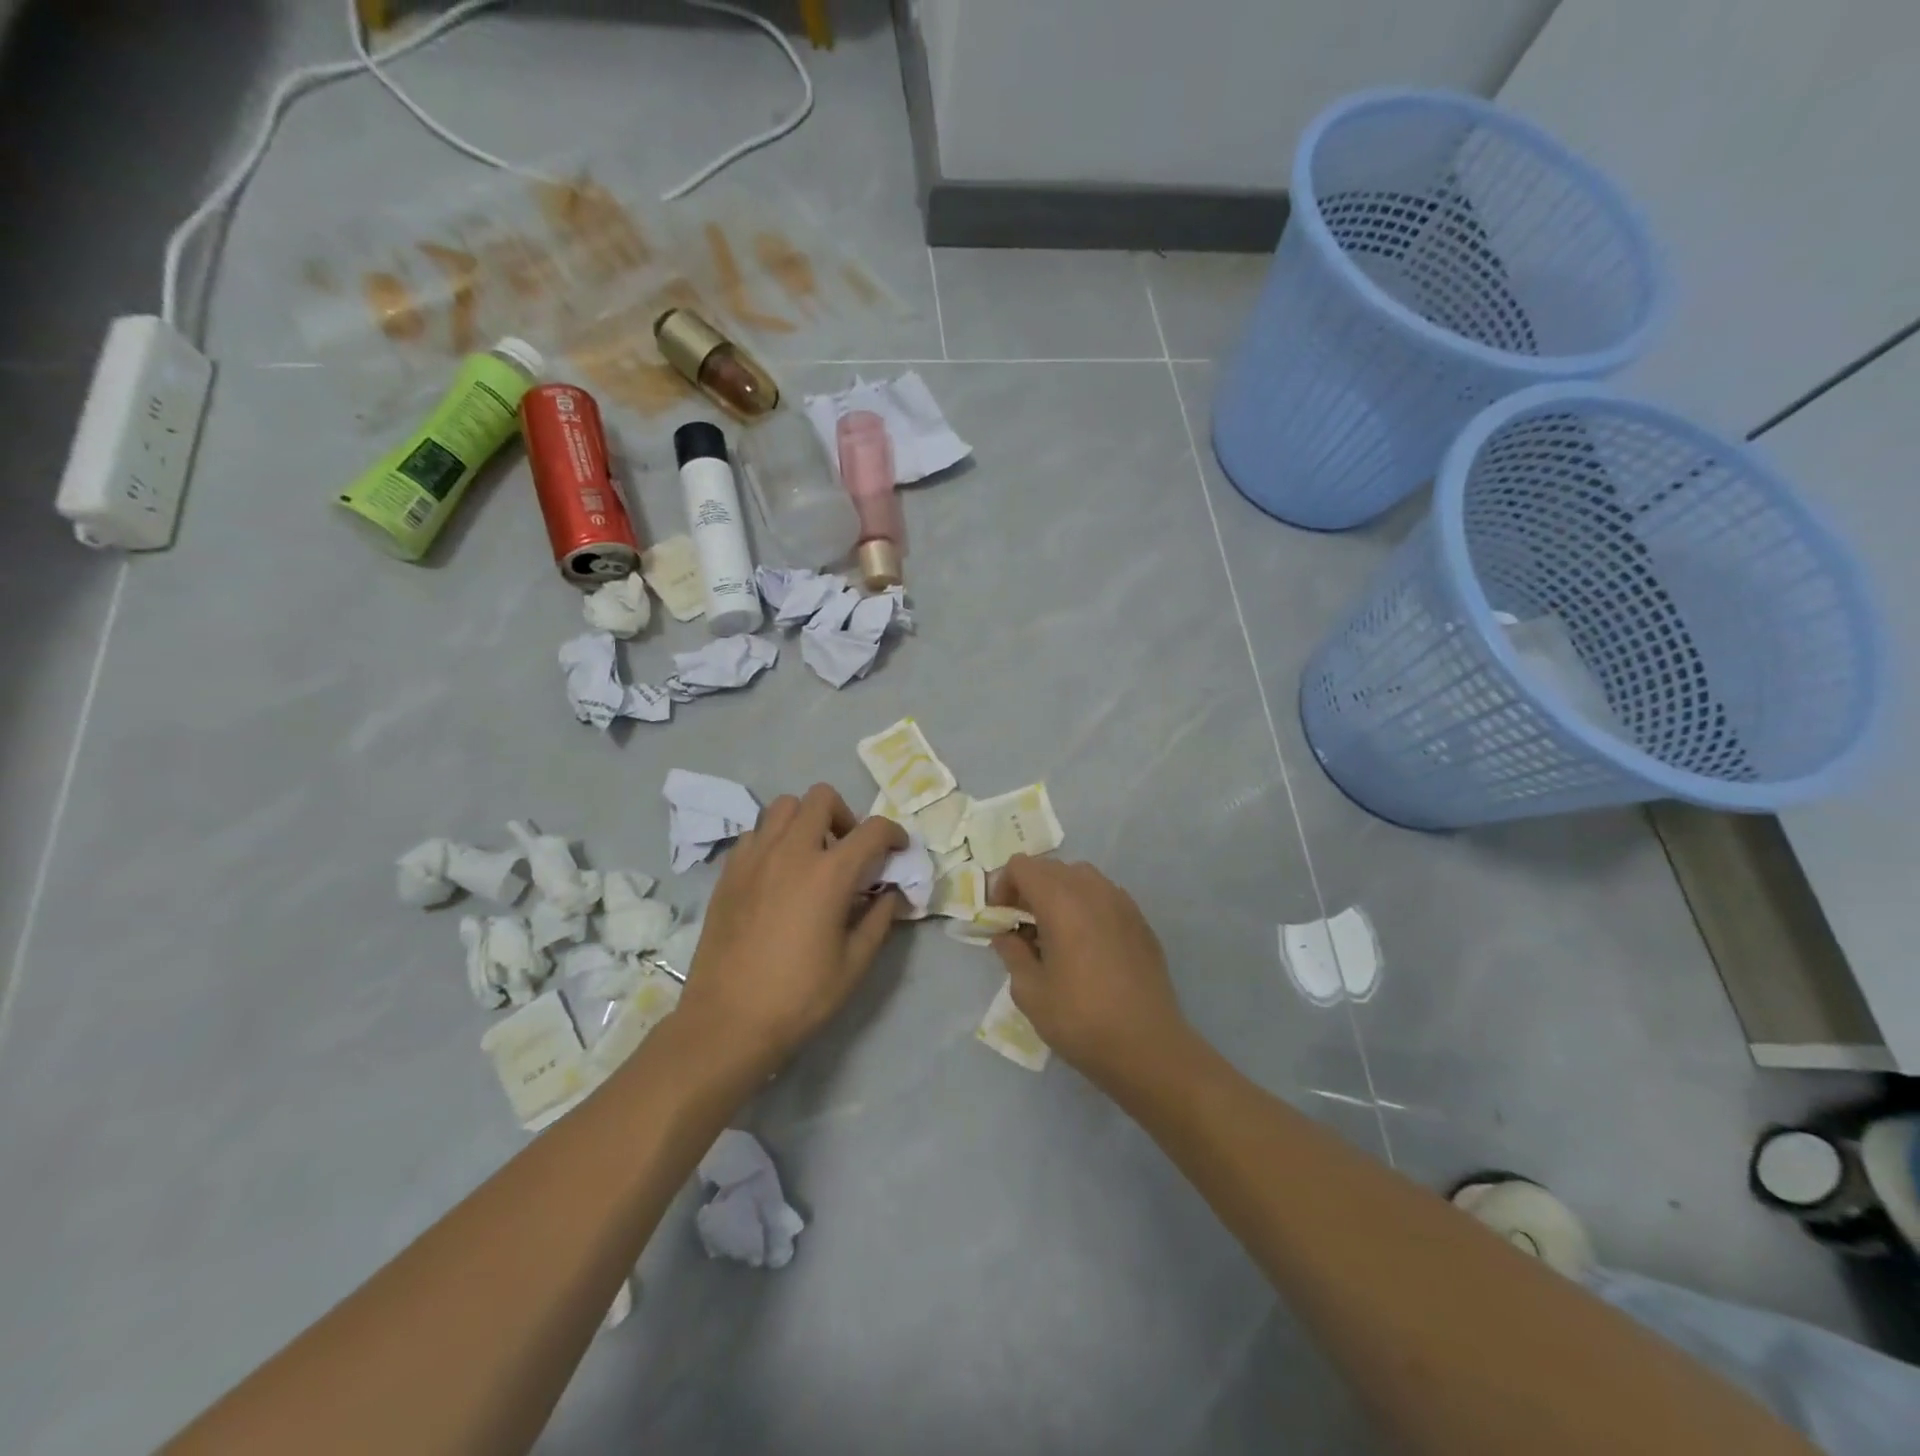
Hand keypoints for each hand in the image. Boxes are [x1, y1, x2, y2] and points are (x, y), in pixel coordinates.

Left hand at [677, 783, 907, 1068]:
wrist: (727, 1021)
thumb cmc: (799, 996)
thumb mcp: (854, 963)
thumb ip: (879, 919)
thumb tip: (892, 893)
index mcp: (829, 873)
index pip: (873, 830)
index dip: (894, 834)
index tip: (898, 851)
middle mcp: (791, 851)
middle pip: (822, 798)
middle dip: (846, 816)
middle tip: (849, 851)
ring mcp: (754, 857)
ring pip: (783, 806)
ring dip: (806, 820)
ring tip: (812, 856)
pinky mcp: (728, 872)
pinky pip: (755, 833)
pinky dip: (774, 839)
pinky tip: (778, 873)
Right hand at [990, 856, 1186, 1087]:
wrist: (1148, 1047)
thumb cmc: (1081, 1020)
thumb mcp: (1030, 992)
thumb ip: (1012, 954)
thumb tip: (1007, 936)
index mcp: (1061, 901)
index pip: (1022, 866)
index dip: (1003, 885)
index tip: (1001, 918)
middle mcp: (1093, 890)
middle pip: (1051, 868)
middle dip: (1030, 889)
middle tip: (1022, 927)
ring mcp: (1122, 903)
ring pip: (1081, 878)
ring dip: (1060, 894)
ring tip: (1055, 934)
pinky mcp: (1141, 921)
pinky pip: (1105, 896)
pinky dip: (1087, 906)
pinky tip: (1086, 945)